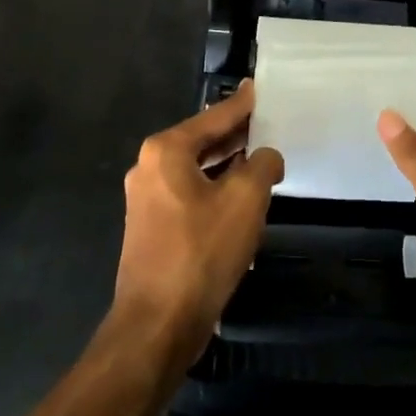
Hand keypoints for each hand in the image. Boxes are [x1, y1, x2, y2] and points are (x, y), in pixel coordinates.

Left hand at [114, 81, 283, 366]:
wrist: (156, 327)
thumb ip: (262, 164)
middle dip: (236, 133)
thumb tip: (266, 157)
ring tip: (262, 155)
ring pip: (197, 169)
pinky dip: (215, 188)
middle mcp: (150, 168)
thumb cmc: (200, 252)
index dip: (242, 104)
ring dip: (228, 164)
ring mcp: (147, 200)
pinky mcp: (152, 228)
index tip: (258, 88)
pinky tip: (241, 196)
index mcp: (166, 151)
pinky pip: (191, 194)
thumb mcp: (245, 199)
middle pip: (203, 140)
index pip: (214, 117)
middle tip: (268, 120)